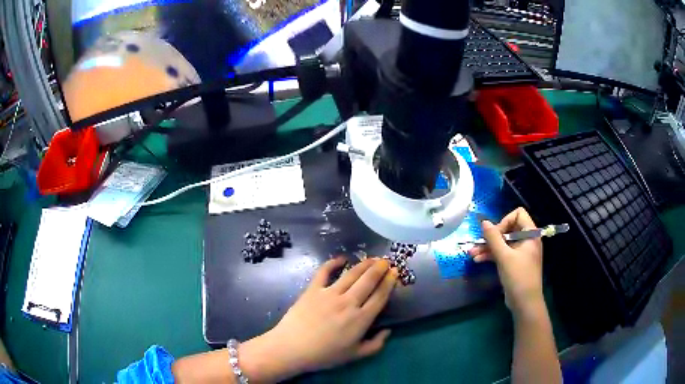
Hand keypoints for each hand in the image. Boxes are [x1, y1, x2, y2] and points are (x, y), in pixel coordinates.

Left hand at [239, 258, 397, 381]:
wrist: (292, 348)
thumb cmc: (324, 355)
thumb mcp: (355, 355)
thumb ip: (375, 345)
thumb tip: (388, 331)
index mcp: (361, 319)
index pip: (380, 296)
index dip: (389, 283)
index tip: (395, 273)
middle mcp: (348, 302)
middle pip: (368, 280)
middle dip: (379, 268)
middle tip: (386, 261)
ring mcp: (329, 294)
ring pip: (351, 274)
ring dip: (364, 264)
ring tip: (372, 258)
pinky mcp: (313, 289)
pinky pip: (324, 272)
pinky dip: (333, 262)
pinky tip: (341, 258)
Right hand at [468, 208, 543, 316]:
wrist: (525, 303)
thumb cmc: (518, 277)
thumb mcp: (504, 257)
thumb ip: (493, 238)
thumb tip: (483, 222)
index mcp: (530, 234)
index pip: (518, 214)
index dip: (505, 221)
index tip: (495, 234)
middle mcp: (527, 240)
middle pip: (508, 229)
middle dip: (491, 237)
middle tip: (478, 244)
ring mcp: (521, 252)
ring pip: (503, 243)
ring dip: (488, 247)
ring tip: (471, 254)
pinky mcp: (515, 263)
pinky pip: (503, 253)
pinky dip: (491, 255)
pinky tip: (478, 260)